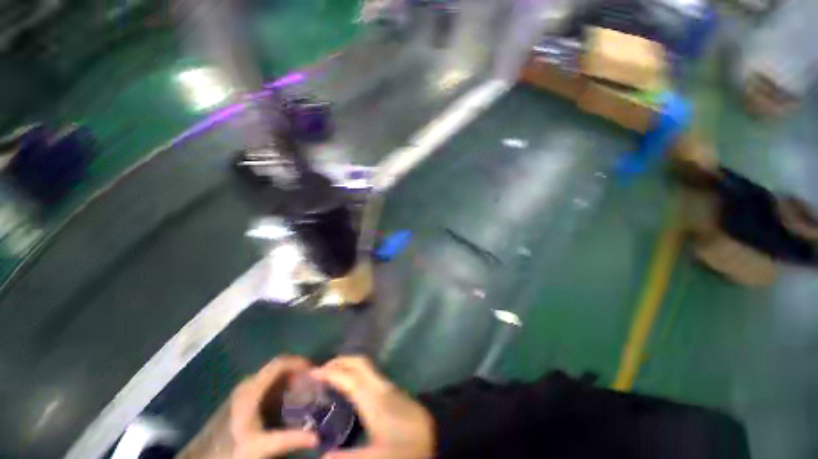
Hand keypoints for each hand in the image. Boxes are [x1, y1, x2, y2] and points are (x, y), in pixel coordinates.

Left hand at [230, 356, 317, 458]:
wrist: (203, 458)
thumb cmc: (231, 450)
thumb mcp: (261, 447)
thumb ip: (288, 439)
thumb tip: (317, 437)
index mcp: (253, 389)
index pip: (280, 363)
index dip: (299, 362)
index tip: (314, 371)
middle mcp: (249, 383)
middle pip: (277, 366)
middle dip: (296, 371)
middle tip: (312, 382)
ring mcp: (244, 390)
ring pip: (272, 375)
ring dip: (289, 378)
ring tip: (302, 391)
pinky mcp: (242, 397)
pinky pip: (266, 383)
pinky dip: (280, 386)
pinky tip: (285, 402)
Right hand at [311, 357, 434, 458]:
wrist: (439, 439)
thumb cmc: (405, 450)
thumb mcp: (376, 457)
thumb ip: (349, 457)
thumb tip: (322, 455)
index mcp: (375, 400)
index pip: (350, 379)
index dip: (331, 373)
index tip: (314, 372)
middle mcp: (382, 387)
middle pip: (360, 364)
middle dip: (341, 361)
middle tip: (322, 369)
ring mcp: (390, 386)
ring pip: (367, 368)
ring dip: (350, 367)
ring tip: (334, 376)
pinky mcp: (395, 391)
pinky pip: (373, 376)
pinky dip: (359, 375)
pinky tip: (353, 387)